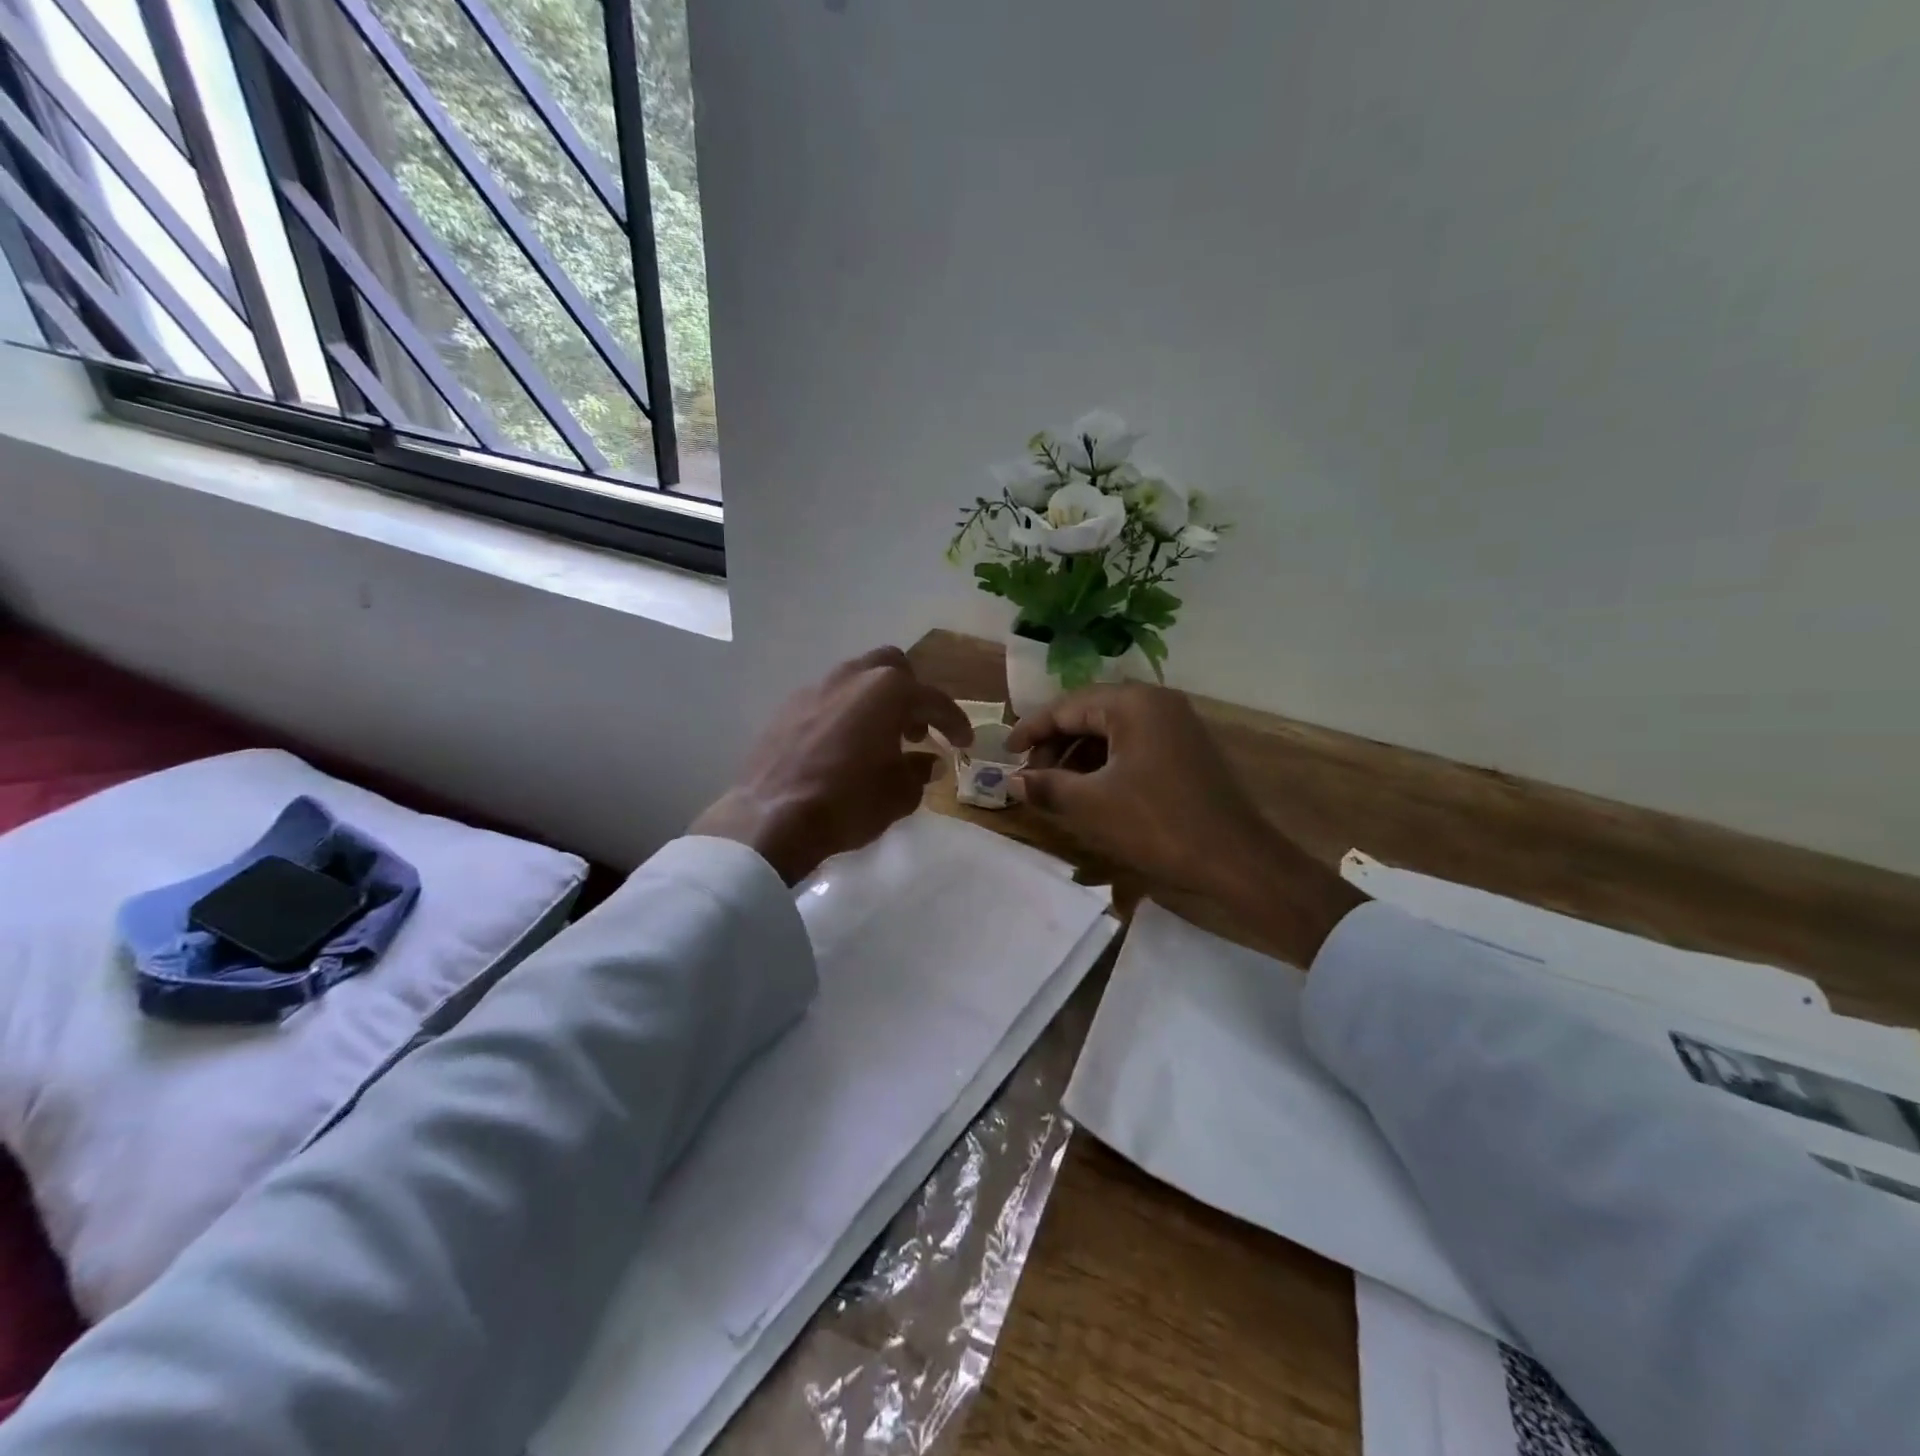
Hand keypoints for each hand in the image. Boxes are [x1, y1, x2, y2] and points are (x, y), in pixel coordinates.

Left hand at [691, 648, 972, 884]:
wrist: (772, 818)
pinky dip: (845, 714)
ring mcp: (815, 688)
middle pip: (893, 668)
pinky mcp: (787, 707)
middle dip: (911, 694)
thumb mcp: (900, 794)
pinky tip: (844, 747)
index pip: (934, 701)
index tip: (964, 743)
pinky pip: (828, 699)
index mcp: (888, 691)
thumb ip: (920, 771)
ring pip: (856, 680)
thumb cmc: (849, 802)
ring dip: (876, 702)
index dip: (954, 723)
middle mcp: (852, 677)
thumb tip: (928, 761)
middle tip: (917, 731)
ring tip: (880, 739)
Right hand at [1007, 683, 1364, 959]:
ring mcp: (1176, 725)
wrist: (1237, 860)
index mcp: (1132, 704)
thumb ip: (1047, 786)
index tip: (1005, 753)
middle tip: (1031, 778)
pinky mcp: (1186, 750)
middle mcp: (1156, 703)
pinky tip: (1092, 793)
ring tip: (1057, 789)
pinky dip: (1106, 765)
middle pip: (1089, 714)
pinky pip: (1133, 746)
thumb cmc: (1158, 825)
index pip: (1066, 707)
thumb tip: (1013, 780)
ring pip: (1111, 732)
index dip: (1030, 730)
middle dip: (1055, 746)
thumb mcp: (1091, 806)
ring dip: (1079, 757)